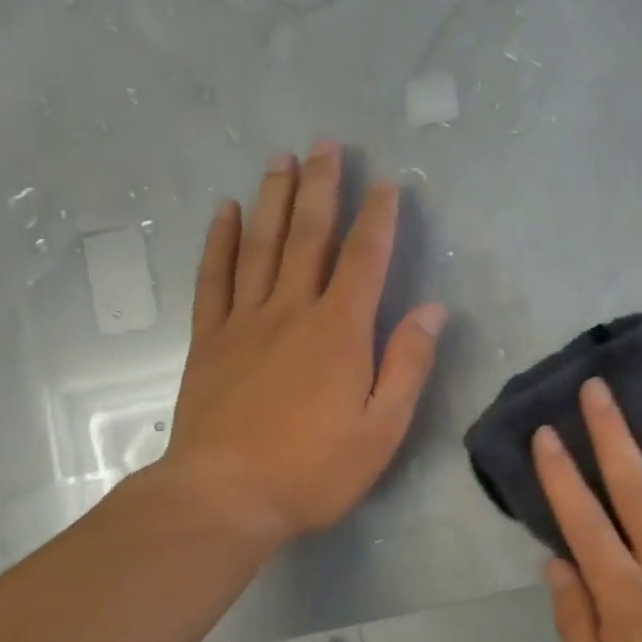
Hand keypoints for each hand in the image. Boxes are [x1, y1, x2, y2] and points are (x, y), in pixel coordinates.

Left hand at [150, 141, 446, 549]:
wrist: (224, 498)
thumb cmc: (313, 469)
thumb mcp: (381, 428)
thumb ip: (407, 364)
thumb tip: (432, 310)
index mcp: (339, 331)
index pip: (364, 259)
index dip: (378, 218)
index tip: (387, 183)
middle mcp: (291, 311)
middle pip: (308, 236)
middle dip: (321, 187)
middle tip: (326, 143)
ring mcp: (244, 321)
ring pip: (261, 245)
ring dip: (273, 198)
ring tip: (280, 158)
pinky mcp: (210, 340)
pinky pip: (214, 278)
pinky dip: (220, 241)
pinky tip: (225, 211)